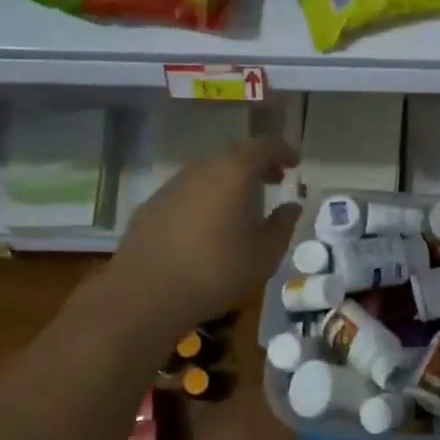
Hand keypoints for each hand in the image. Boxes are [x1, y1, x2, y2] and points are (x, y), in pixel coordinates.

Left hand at [102, 137, 299, 339]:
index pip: (263, 146)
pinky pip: (189, 188)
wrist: (146, 293)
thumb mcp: (264, 255)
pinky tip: (210, 222)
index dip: (282, 150)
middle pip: (235, 152)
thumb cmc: (215, 272)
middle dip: (258, 162)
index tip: (294, 164)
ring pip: (209, 169)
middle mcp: (203, 169)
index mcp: (234, 173)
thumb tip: (291, 207)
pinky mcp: (153, 203)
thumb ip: (282, 225)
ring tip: (244, 202)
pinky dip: (207, 193)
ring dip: (231, 178)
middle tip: (274, 180)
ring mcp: (174, 184)